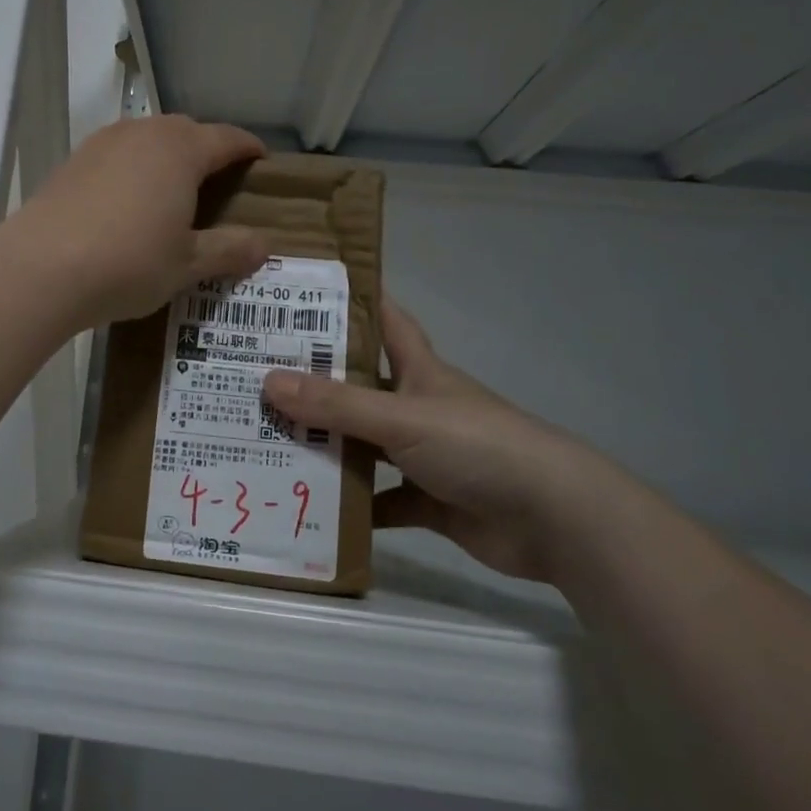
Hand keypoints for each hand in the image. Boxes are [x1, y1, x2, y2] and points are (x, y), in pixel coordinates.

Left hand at [3, 115, 270, 325]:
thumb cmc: (128, 262)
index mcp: (180, 150)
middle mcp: (142, 134)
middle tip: (220, 181)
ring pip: (148, 138)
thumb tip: (263, 244)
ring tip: (175, 189)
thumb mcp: (186, 264)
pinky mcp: (73, 161)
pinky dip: (134, 167)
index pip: (226, 138)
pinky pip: (118, 154)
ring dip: (167, 155)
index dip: (248, 148)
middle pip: (186, 131)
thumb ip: (228, 250)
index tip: (261, 160)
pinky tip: (129, 200)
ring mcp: (102, 143)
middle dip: (208, 149)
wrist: (39, 268)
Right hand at [261, 299, 618, 582]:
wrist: (553, 518)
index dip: (351, 302)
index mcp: (419, 370)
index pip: (384, 320)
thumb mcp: (401, 417)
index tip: (304, 292)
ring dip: (326, 446)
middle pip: (360, 386)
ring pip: (364, 445)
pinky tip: (309, 506)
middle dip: (316, 381)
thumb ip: (337, 405)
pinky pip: (380, 500)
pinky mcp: (429, 500)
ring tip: (267, 440)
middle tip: (257, 375)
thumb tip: (268, 381)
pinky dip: (352, 506)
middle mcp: (418, 406)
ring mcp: (424, 455)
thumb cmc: (477, 445)